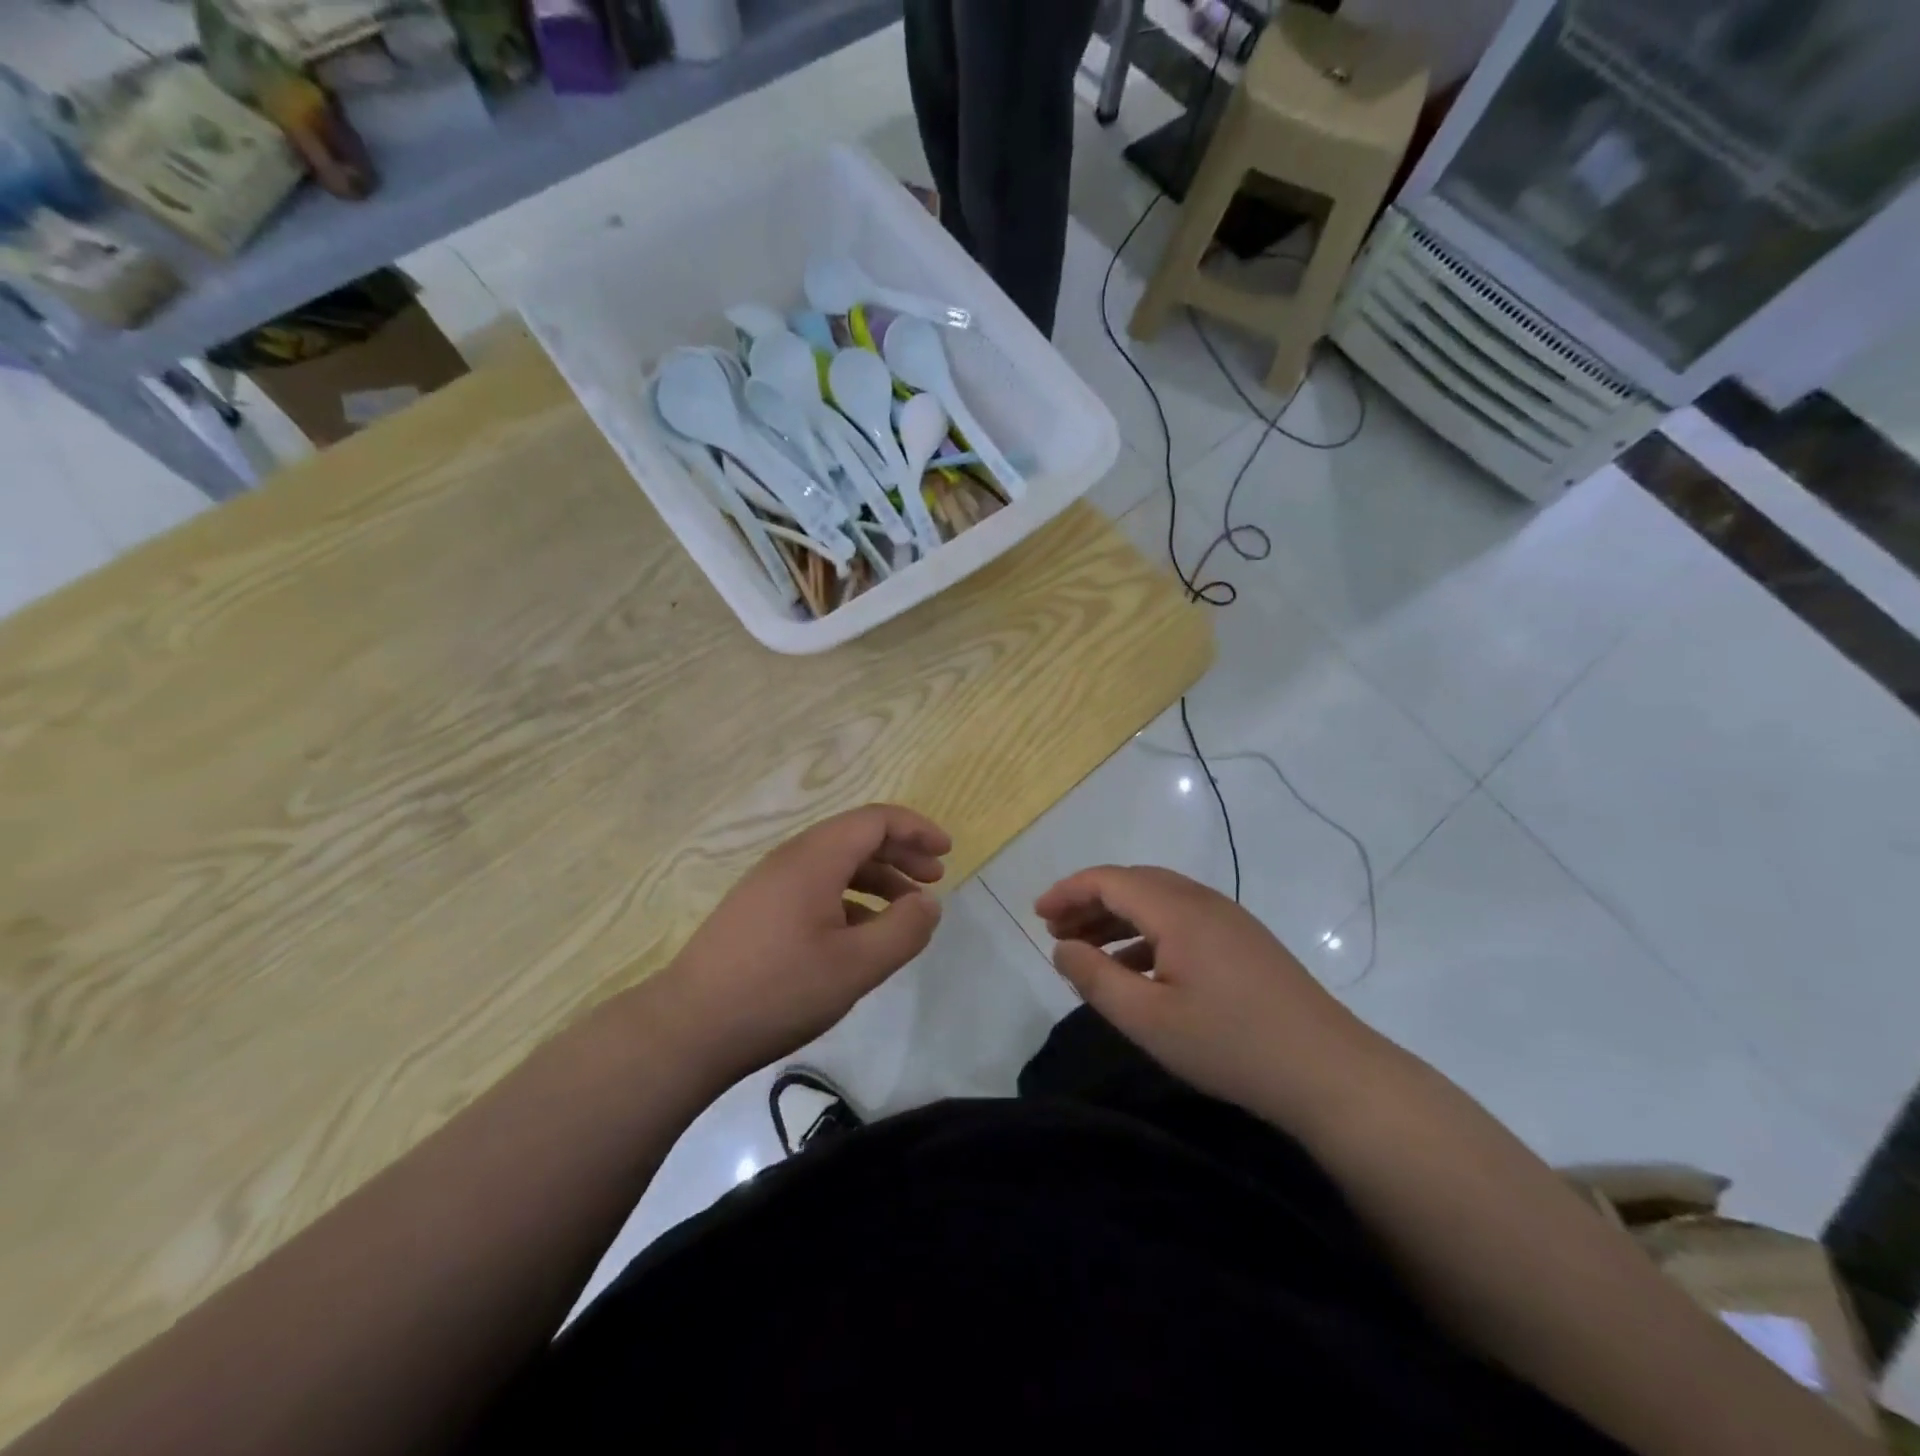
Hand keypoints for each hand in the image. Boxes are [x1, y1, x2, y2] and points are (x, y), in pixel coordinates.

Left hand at [654, 804, 950, 1080]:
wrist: (688, 1028)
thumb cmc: (779, 990)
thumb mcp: (856, 966)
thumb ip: (902, 930)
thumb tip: (929, 903)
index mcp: (815, 859)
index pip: (875, 820)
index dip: (916, 829)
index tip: (946, 853)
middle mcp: (791, 859)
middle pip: (856, 837)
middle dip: (901, 852)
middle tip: (934, 878)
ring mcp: (770, 884)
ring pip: (835, 864)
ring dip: (877, 877)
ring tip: (905, 908)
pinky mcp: (758, 911)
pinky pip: (815, 887)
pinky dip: (850, 898)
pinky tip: (861, 934)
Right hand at [1036, 865, 1381, 1125]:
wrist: (1330, 1072)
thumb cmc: (1230, 1044)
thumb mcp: (1148, 1019)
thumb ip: (1095, 979)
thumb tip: (1062, 948)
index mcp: (1177, 910)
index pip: (1109, 879)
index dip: (1068, 891)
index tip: (1037, 915)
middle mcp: (1202, 901)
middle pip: (1133, 883)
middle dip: (1089, 901)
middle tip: (1056, 932)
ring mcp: (1228, 920)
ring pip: (1158, 901)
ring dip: (1117, 917)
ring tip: (1086, 948)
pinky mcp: (1244, 942)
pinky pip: (1181, 921)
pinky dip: (1147, 934)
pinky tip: (1135, 968)